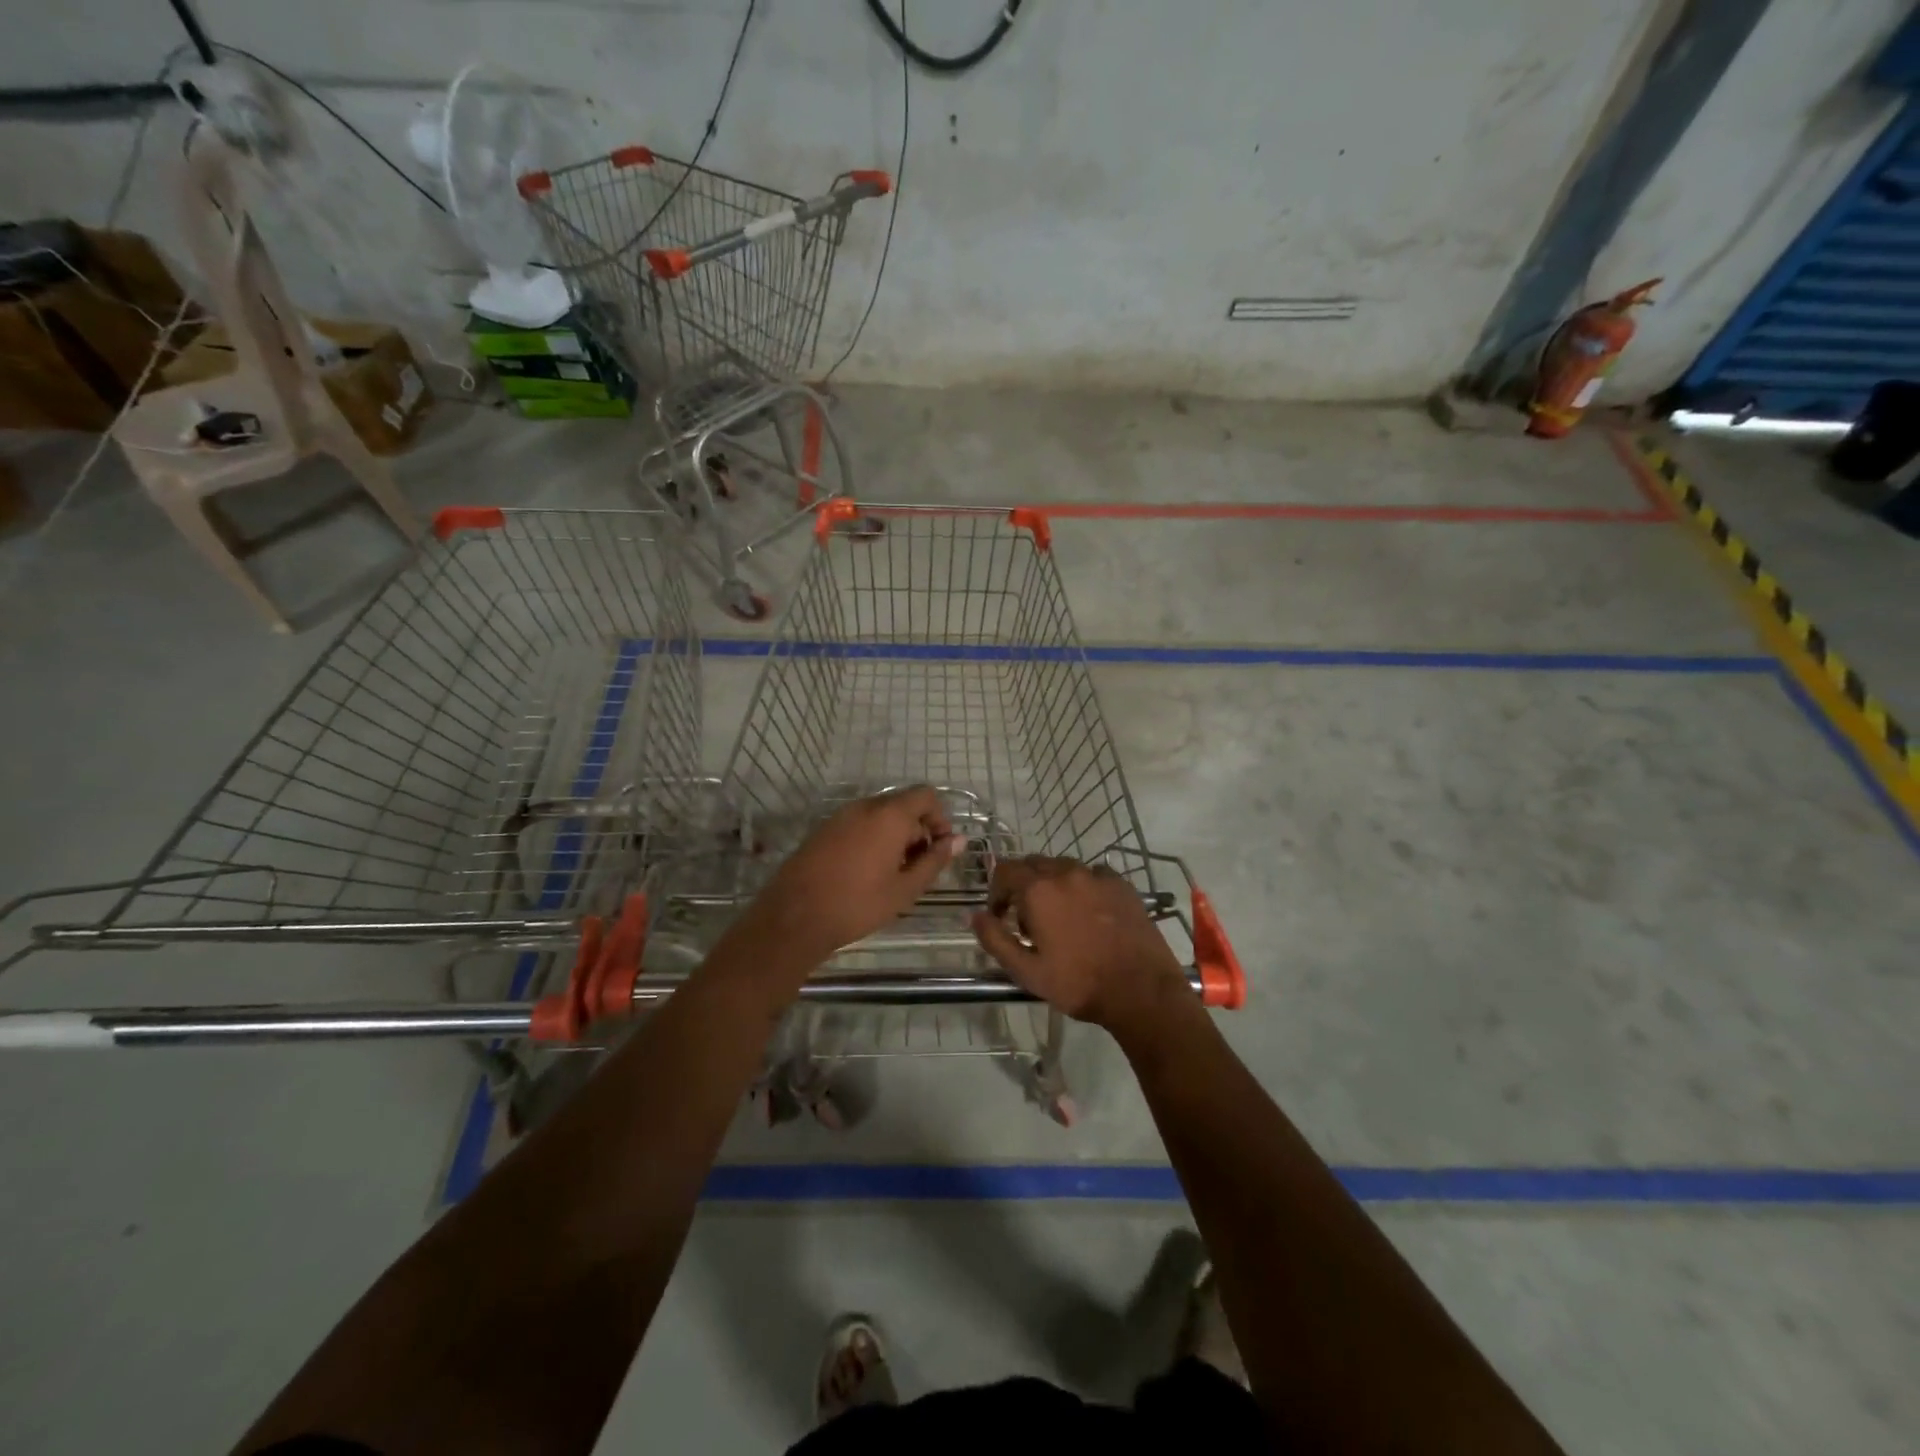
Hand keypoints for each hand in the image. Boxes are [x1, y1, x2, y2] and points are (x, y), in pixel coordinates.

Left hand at [737, 787, 957, 977]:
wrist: (796, 917)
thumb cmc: (858, 904)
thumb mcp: (905, 888)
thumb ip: (934, 860)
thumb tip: (958, 841)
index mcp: (889, 815)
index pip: (925, 795)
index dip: (939, 818)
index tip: (939, 849)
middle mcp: (864, 806)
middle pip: (902, 805)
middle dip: (917, 831)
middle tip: (917, 869)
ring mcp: (840, 816)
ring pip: (879, 816)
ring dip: (894, 836)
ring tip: (892, 874)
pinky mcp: (823, 830)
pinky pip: (858, 824)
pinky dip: (871, 839)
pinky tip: (866, 873)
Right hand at [971, 856, 1189, 1033]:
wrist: (1141, 991)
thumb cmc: (1078, 983)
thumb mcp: (1026, 971)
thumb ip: (995, 939)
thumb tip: (975, 916)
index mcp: (1039, 890)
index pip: (1005, 870)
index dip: (996, 891)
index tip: (1000, 916)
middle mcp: (1067, 872)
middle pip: (1033, 865)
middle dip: (1023, 887)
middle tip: (1028, 921)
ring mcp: (1098, 876)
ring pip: (1064, 868)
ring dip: (1053, 885)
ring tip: (1060, 918)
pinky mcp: (1122, 884)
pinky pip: (1093, 875)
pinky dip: (1083, 887)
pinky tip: (1090, 914)